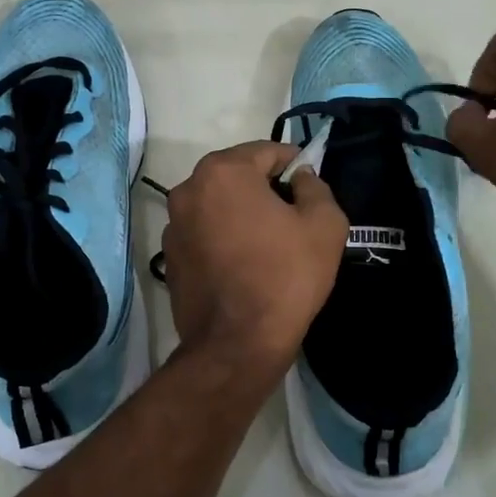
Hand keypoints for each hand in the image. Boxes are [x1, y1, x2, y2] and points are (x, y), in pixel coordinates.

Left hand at [161, 141, 347, 387]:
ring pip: (219, 205)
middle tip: (294, 217)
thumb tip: (301, 179)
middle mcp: (188, 189)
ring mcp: (173, 225)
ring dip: (243, 213)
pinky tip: (245, 265)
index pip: (267, 152)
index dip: (295, 165)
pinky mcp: (170, 257)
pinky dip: (224, 238)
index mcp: (223, 172)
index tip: (311, 187)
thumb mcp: (325, 225)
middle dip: (266, 189)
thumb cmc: (285, 276)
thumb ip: (316, 187)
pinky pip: (204, 233)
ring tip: (270, 244)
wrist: (237, 344)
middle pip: (238, 176)